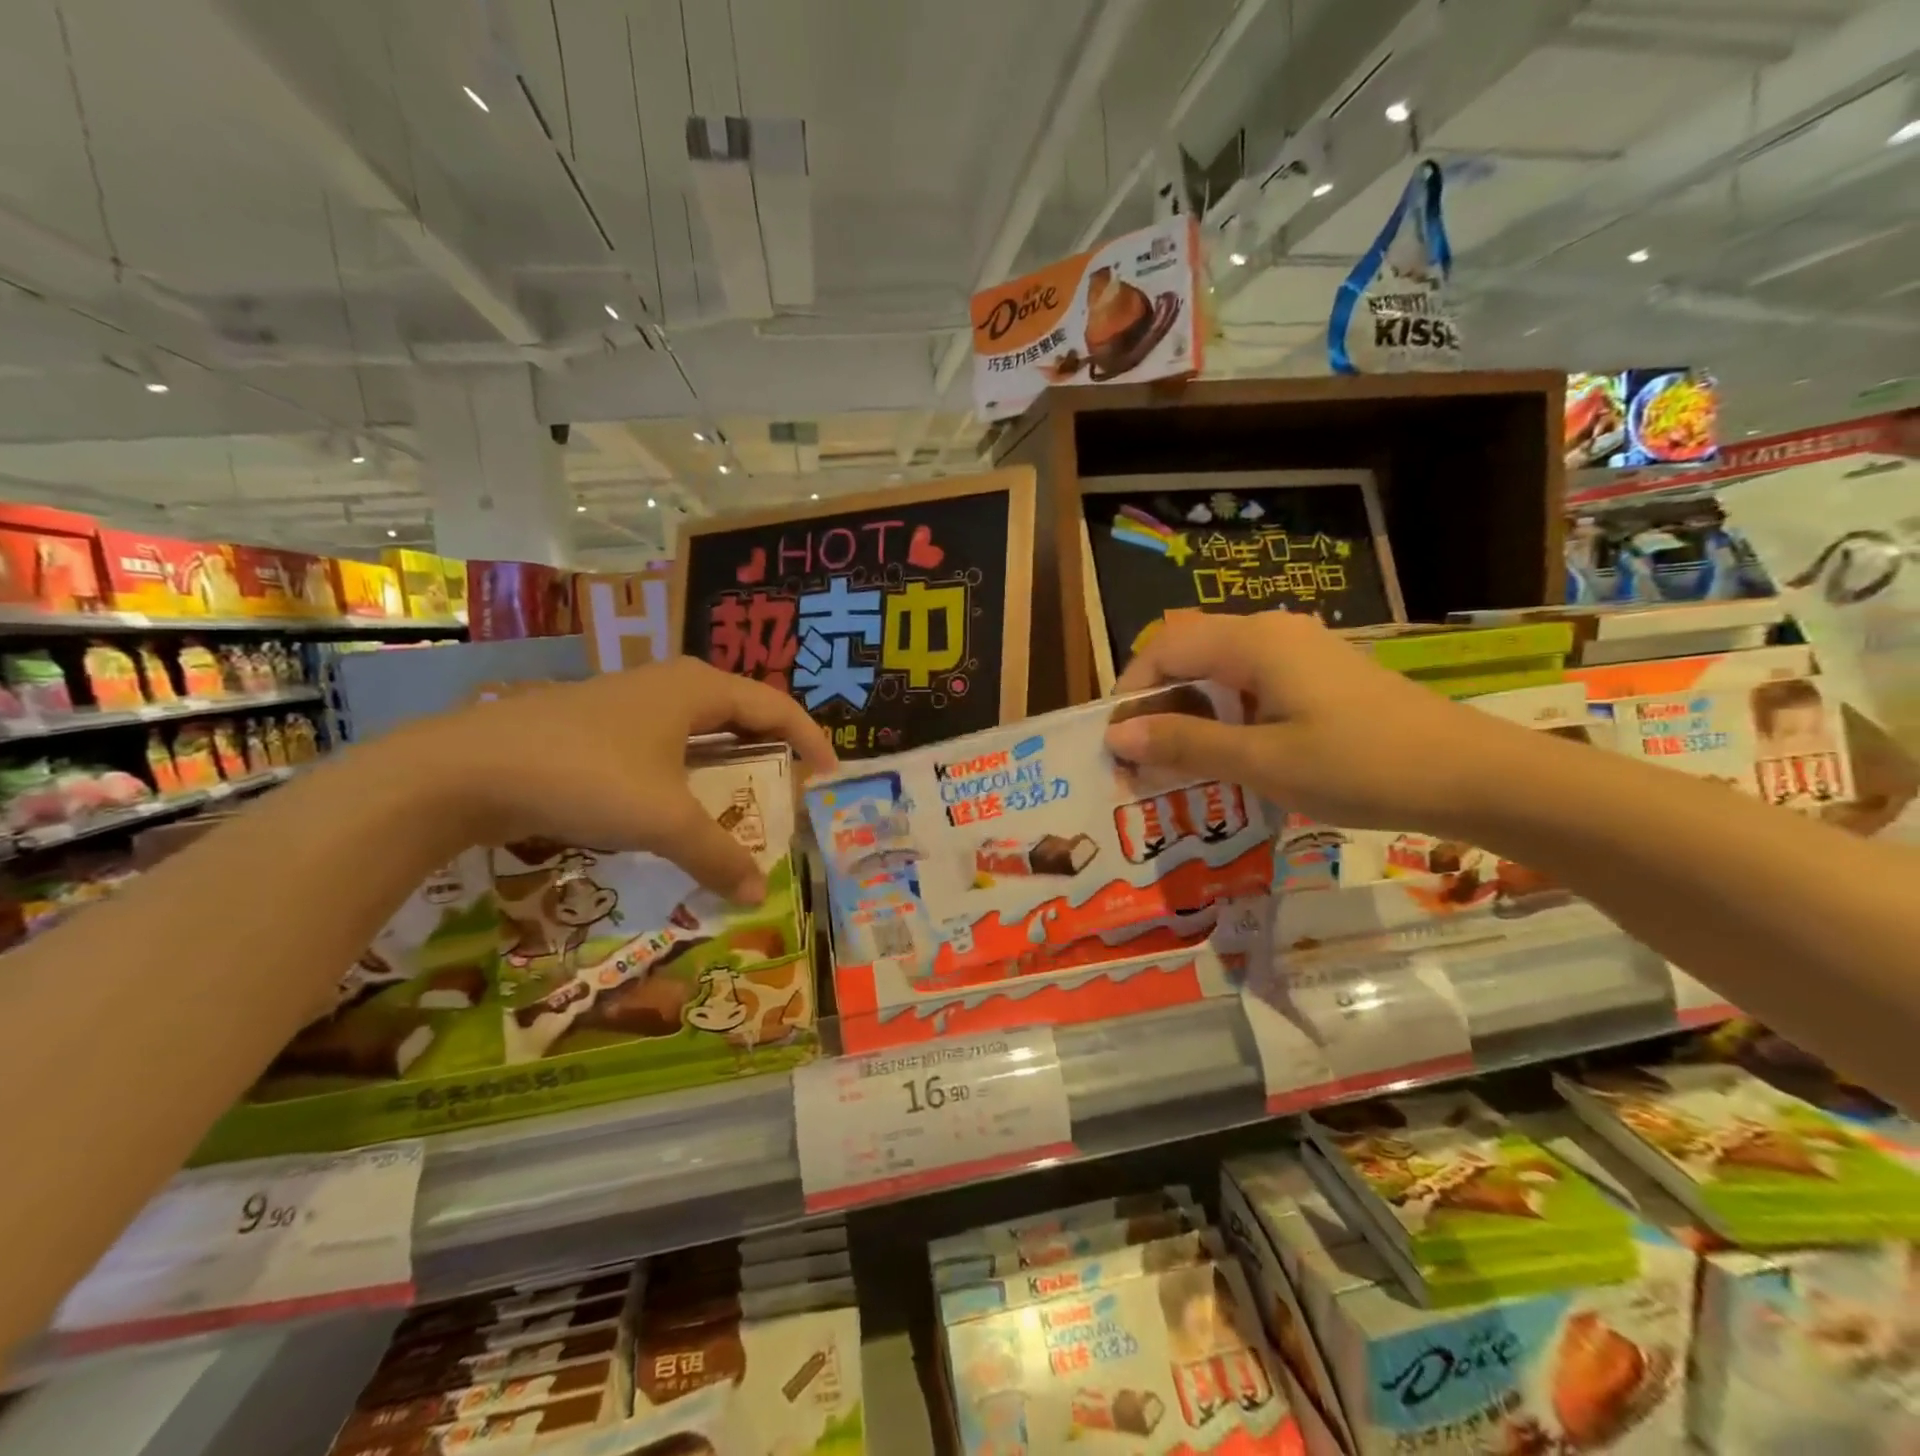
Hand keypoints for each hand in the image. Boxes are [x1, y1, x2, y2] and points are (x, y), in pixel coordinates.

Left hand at [398, 658, 835, 901]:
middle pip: (741, 714)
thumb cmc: (584, 776)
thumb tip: (757, 895)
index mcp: (698, 688)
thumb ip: (717, 856)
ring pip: (699, 729)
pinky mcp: (596, 725)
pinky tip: (678, 803)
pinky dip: (688, 771)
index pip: (776, 708)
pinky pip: (664, 743)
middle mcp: (670, 684)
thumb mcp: (663, 820)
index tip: (832, 777)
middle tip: (792, 790)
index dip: (811, 741)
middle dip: (772, 751)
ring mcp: (629, 701)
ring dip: (728, 763)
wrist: (463, 770)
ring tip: (744, 800)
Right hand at [1104, 611, 1514, 829]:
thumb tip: (1117, 736)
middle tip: (1141, 759)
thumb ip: (1185, 745)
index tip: (1115, 742)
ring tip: (1178, 765)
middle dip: (1157, 704)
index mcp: (1253, 641)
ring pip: (1220, 672)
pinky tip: (1231, 757)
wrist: (1473, 775)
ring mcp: (1301, 652)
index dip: (1130, 692)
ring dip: (1191, 714)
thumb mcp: (1262, 761)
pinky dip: (1226, 717)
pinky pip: (1252, 686)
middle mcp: (1272, 632)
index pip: (1164, 648)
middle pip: (1189, 655)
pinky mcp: (1321, 676)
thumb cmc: (1360, 765)